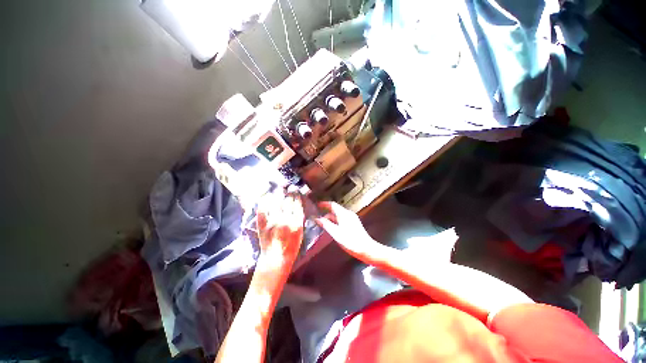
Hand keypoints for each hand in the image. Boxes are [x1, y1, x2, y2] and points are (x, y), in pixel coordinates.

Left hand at [256, 192, 304, 270]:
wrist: (275, 259)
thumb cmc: (291, 247)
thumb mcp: (301, 233)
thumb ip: (300, 219)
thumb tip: (298, 205)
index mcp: (296, 223)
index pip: (297, 204)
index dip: (297, 195)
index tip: (296, 191)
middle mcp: (285, 220)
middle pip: (287, 201)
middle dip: (289, 193)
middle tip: (289, 189)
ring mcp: (272, 221)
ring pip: (276, 202)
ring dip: (278, 194)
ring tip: (280, 189)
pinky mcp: (262, 224)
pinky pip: (263, 209)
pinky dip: (265, 201)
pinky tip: (268, 196)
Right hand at [315, 201, 376, 256]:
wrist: (366, 249)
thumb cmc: (351, 241)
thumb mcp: (335, 233)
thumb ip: (326, 225)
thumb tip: (317, 219)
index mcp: (344, 214)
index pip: (332, 205)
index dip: (324, 204)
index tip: (317, 205)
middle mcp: (348, 214)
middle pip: (335, 210)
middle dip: (326, 213)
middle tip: (318, 218)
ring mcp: (352, 219)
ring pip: (338, 215)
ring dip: (330, 218)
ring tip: (323, 225)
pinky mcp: (354, 224)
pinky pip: (342, 219)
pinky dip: (335, 222)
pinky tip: (332, 228)